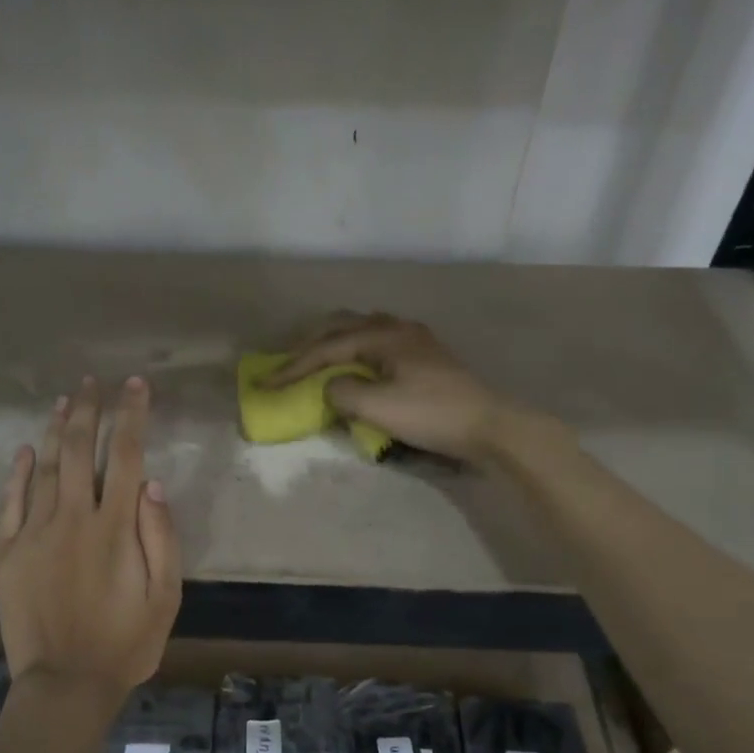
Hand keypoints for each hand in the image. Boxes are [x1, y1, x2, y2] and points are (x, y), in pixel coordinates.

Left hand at [0, 377, 182, 697]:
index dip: (131, 416)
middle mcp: (73, 519)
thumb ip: (161, 537)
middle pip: (80, 450)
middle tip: (93, 382)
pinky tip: (23, 451)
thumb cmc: (126, 643)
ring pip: (44, 468)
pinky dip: (16, 473)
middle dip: (89, 410)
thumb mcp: (166, 597)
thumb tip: (152, 483)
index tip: (134, 385)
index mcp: (115, 528)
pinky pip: (9, 503)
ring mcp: (34, 534)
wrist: (65, 685)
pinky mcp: (7, 554)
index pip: (126, 456)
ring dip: (55, 430)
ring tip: (64, 400)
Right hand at [269, 313, 532, 463]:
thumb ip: (342, 393)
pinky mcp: (426, 355)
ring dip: (334, 342)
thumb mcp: (378, 408)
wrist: (488, 425)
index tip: (265, 384)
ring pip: (361, 329)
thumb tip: (330, 388)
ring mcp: (414, 339)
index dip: (292, 368)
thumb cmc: (432, 414)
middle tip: (286, 365)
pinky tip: (356, 364)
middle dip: (310, 346)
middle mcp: (396, 327)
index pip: (326, 348)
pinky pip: (378, 340)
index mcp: (382, 335)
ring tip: (316, 360)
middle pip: (341, 326)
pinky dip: (355, 349)